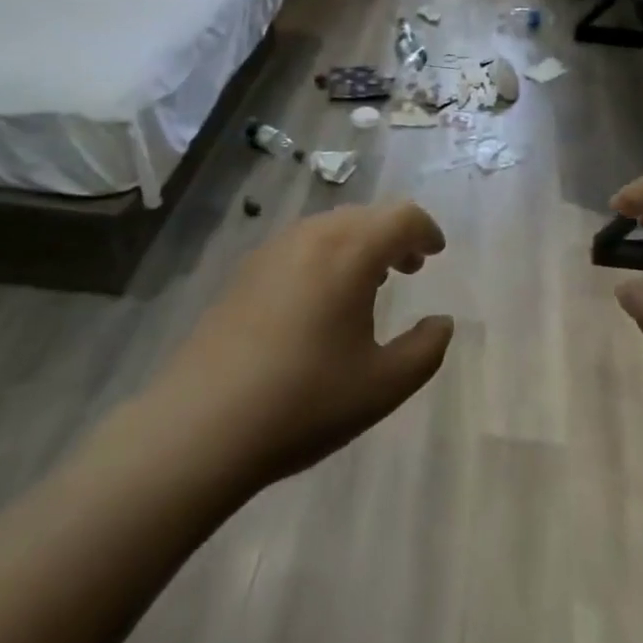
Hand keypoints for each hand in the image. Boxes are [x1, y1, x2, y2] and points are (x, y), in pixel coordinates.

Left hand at [138, 202, 454, 493]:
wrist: (199, 426)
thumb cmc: (303, 402)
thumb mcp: (381, 386)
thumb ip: (425, 350)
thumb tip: (442, 323)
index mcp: (351, 251)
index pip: (402, 216)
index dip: (425, 230)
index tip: (436, 253)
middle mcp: (313, 235)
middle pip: (367, 216)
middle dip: (394, 236)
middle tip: (409, 269)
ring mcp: (274, 248)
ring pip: (332, 227)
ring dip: (360, 245)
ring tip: (368, 286)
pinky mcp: (246, 270)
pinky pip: (302, 245)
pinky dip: (327, 256)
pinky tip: (320, 301)